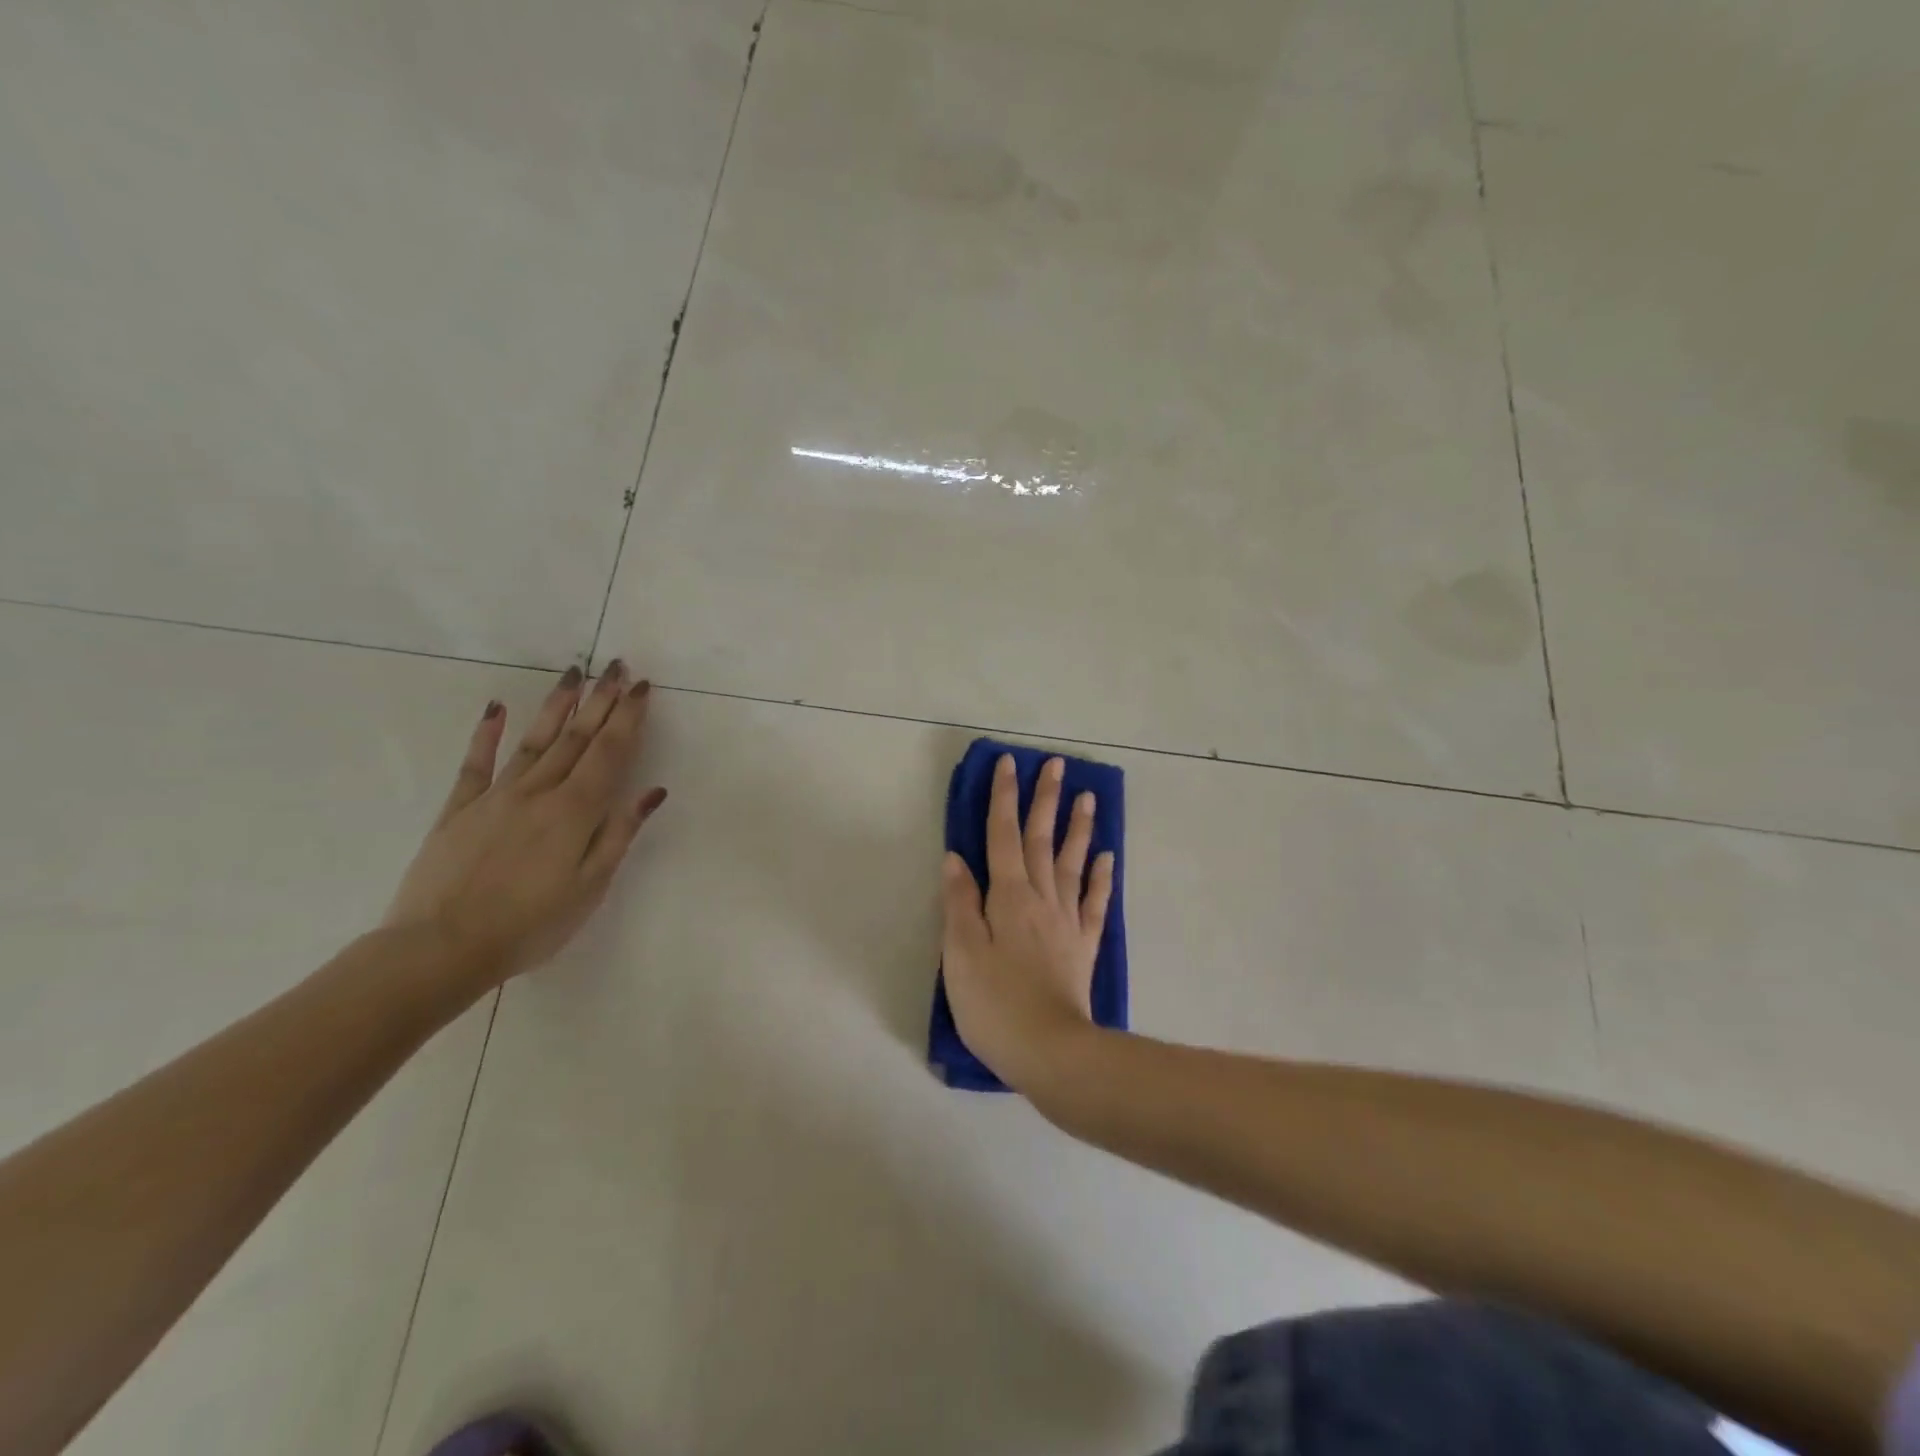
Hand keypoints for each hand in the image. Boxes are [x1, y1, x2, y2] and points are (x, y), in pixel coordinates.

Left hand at [384, 661, 666, 991]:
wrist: (440, 948)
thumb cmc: (530, 925)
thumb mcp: (590, 887)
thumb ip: (619, 834)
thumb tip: (651, 791)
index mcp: (575, 811)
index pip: (610, 753)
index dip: (628, 718)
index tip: (641, 686)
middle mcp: (539, 792)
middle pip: (576, 737)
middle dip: (601, 700)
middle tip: (616, 665)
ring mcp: (496, 796)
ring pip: (535, 740)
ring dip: (557, 705)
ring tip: (574, 673)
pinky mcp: (459, 809)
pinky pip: (477, 763)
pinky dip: (488, 733)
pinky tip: (498, 708)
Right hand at [940, 754, 1115, 1095]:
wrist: (1050, 1052)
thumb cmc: (994, 1004)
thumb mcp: (960, 953)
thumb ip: (959, 903)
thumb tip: (956, 858)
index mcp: (1007, 897)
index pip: (1002, 836)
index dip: (1003, 798)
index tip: (1009, 764)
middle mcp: (1041, 899)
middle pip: (1042, 840)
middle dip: (1045, 800)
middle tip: (1057, 765)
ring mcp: (1067, 921)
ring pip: (1072, 863)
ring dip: (1078, 828)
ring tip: (1087, 797)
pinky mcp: (1083, 946)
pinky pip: (1094, 903)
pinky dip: (1100, 877)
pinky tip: (1106, 858)